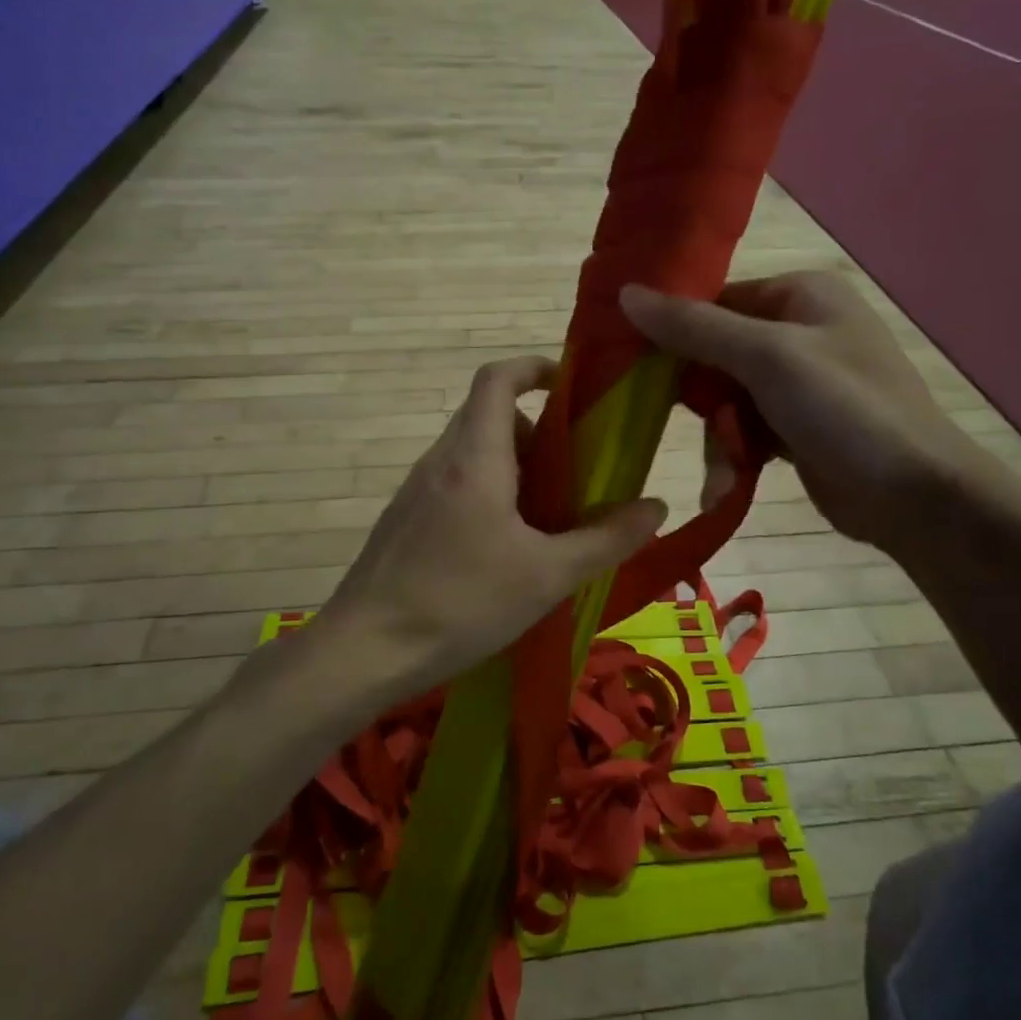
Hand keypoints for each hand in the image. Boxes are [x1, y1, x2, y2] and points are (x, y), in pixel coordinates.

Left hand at [312, 357, 666, 703]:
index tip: (570, 385)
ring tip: (546, 517)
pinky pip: (453, 485)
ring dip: (513, 468)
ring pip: (471, 454)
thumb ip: (605, 540)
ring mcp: (415, 491)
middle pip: (489, 416)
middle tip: (573, 472)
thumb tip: (656, 507)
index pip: (496, 379)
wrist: (364, 652)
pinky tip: (503, 549)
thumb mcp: (547, 575)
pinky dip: (487, 493)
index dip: (533, 367)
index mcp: (474, 458)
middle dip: (536, 432)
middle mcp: (439, 461)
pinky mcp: (404, 521)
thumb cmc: (461, 603)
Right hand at [621, 272, 974, 552]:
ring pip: (726, 401)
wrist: (914, 495)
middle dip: (703, 399)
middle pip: (715, 354)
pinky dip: (736, 456)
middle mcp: (799, 331)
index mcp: (799, 295)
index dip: (674, 331)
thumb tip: (626, 294)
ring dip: (721, 438)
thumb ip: (695, 328)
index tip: (634, 365)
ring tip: (725, 472)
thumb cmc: (845, 410)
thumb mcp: (767, 358)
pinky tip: (728, 487)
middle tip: (689, 423)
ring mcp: (799, 383)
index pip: (714, 302)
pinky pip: (747, 431)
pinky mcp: (797, 428)